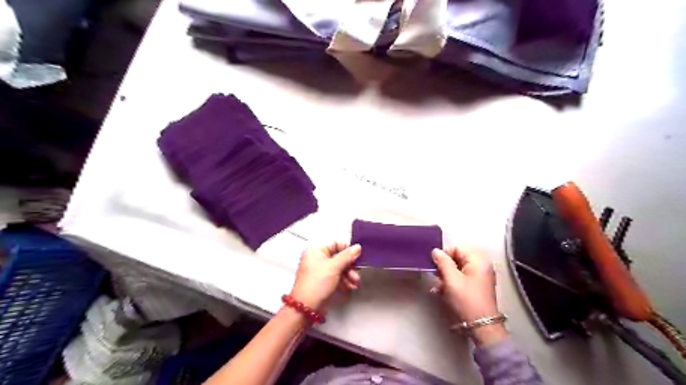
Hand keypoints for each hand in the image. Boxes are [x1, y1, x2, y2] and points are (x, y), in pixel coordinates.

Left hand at [291, 244, 363, 311]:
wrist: (306, 307)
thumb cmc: (317, 283)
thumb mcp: (334, 267)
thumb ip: (347, 256)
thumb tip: (358, 247)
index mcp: (316, 250)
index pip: (335, 243)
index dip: (347, 249)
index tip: (357, 256)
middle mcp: (318, 259)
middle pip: (339, 257)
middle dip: (350, 265)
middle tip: (357, 271)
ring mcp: (321, 271)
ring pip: (340, 268)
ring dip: (349, 274)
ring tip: (355, 282)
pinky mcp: (325, 282)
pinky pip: (338, 277)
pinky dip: (345, 281)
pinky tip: (351, 286)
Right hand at [430, 248, 505, 347]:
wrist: (481, 326)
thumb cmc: (466, 299)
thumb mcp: (451, 279)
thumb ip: (442, 262)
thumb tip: (435, 251)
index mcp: (478, 260)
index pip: (456, 248)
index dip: (444, 256)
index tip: (435, 266)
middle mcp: (481, 265)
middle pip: (457, 258)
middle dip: (444, 267)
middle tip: (437, 278)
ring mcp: (479, 276)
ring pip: (457, 269)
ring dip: (446, 276)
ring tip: (439, 287)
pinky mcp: (476, 286)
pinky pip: (461, 278)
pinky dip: (451, 282)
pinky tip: (443, 291)